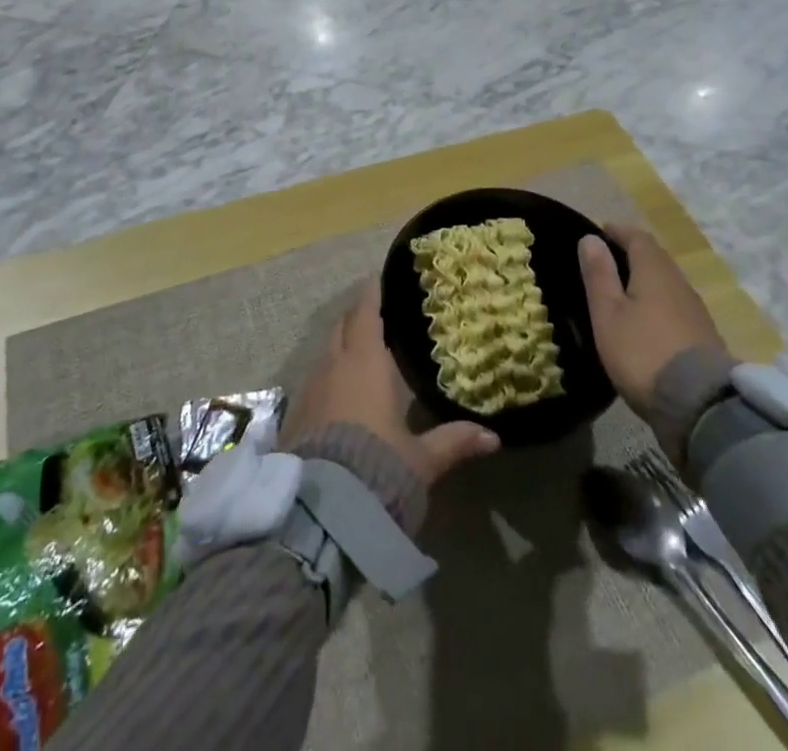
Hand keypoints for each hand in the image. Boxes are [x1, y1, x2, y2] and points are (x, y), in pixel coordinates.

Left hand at [283, 280, 499, 486]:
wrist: (320, 510)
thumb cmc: (379, 468)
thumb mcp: (421, 459)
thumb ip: (453, 441)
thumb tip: (493, 437)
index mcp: (365, 362)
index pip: (365, 313)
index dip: (371, 294)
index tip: (376, 278)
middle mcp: (333, 366)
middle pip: (341, 326)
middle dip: (355, 316)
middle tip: (371, 313)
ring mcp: (309, 389)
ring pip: (324, 352)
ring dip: (339, 346)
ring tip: (356, 350)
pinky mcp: (294, 415)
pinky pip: (313, 379)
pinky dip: (327, 374)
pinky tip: (337, 390)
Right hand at [580, 224, 728, 413]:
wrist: (700, 405)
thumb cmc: (642, 351)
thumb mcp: (608, 313)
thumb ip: (599, 274)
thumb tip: (590, 238)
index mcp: (654, 271)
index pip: (638, 237)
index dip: (618, 232)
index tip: (600, 232)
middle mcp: (679, 283)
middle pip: (656, 258)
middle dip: (632, 254)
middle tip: (608, 262)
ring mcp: (696, 311)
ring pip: (667, 283)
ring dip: (646, 280)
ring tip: (623, 292)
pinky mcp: (703, 336)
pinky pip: (676, 306)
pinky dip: (658, 303)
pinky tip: (646, 321)